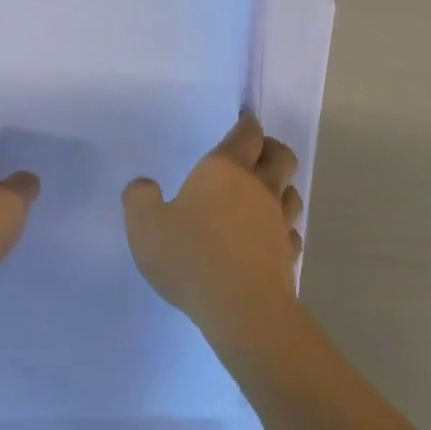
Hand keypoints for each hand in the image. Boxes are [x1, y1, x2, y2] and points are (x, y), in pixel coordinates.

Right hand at [123, 115, 302, 337]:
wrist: (242, 308)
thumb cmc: (191, 256)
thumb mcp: (145, 226)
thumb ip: (139, 199)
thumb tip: (143, 185)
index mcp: (226, 170)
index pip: (246, 135)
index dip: (247, 125)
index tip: (245, 121)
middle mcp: (259, 188)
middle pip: (280, 156)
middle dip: (272, 148)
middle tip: (257, 152)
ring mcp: (278, 222)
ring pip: (291, 192)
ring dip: (282, 187)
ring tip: (266, 193)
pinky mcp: (288, 255)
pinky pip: (291, 232)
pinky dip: (283, 229)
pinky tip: (270, 238)